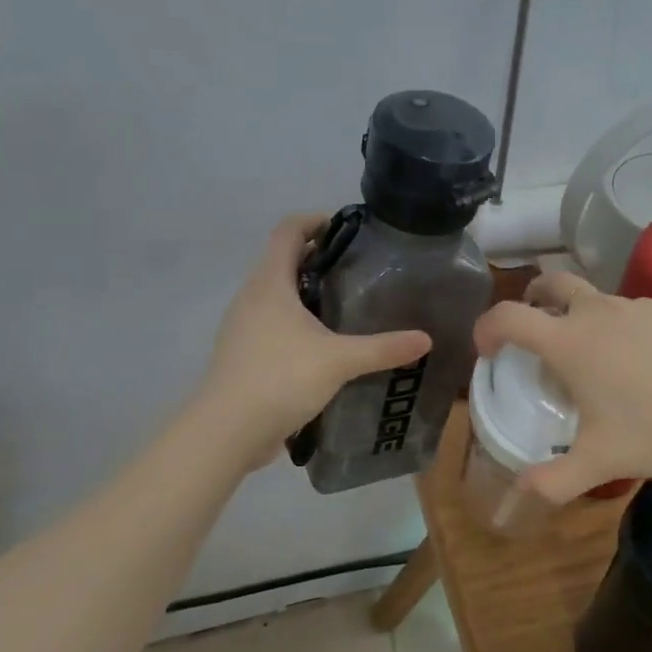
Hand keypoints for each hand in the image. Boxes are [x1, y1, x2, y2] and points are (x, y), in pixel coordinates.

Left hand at [199, 215, 431, 462]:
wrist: (226, 432)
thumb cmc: (280, 378)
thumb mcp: (339, 360)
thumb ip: (383, 347)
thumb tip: (425, 339)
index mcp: (270, 283)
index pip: (287, 231)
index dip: (314, 220)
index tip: (347, 227)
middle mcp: (251, 297)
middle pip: (282, 261)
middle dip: (318, 258)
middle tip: (358, 269)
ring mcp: (242, 327)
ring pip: (276, 295)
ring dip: (306, 292)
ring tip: (345, 306)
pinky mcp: (242, 354)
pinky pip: (271, 324)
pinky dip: (296, 322)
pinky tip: (322, 345)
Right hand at [473, 273, 651, 503]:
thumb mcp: (599, 463)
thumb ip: (553, 481)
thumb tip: (520, 490)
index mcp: (569, 341)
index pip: (508, 316)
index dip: (487, 327)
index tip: (488, 350)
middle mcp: (597, 312)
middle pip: (550, 283)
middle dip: (533, 298)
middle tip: (536, 325)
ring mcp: (636, 306)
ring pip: (595, 298)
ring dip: (581, 316)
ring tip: (597, 358)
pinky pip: (633, 312)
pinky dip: (623, 327)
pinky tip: (644, 362)